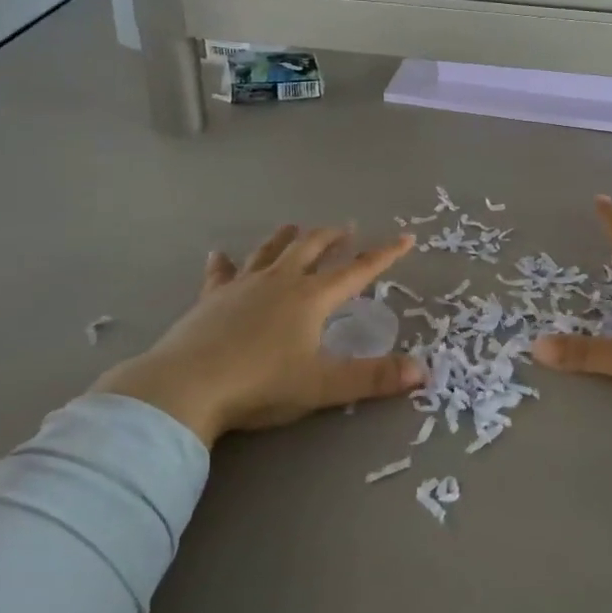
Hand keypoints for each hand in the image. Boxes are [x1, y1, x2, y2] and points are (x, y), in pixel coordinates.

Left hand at [93, 225, 423, 446]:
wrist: (187, 386)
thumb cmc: (261, 384)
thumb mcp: (323, 385)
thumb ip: (373, 378)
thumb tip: (424, 371)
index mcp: (311, 298)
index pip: (357, 271)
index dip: (384, 255)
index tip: (405, 238)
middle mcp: (280, 282)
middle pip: (311, 248)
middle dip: (332, 237)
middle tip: (346, 228)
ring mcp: (243, 286)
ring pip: (269, 251)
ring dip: (286, 237)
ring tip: (295, 226)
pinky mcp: (211, 298)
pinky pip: (221, 273)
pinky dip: (224, 263)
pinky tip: (220, 255)